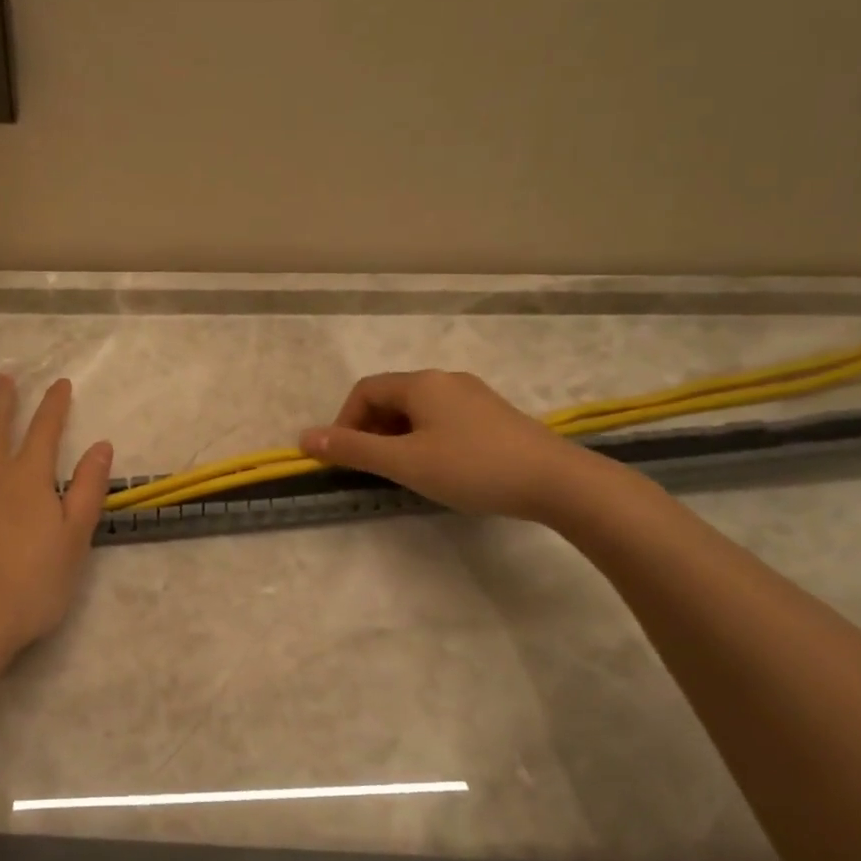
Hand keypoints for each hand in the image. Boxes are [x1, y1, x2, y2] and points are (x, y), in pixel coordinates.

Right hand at [300, 369, 597, 521]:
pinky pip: (443, 418)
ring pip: (418, 410)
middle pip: (391, 397)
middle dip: (371, 430)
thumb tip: (304, 437)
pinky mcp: (493, 415)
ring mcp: (473, 395)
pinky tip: (440, 467)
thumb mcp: (404, 462)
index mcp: (421, 383)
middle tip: (373, 468)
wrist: (557, 481)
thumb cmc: (471, 468)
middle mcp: (445, 380)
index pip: (365, 391)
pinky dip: (425, 438)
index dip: (345, 422)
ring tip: (404, 471)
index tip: (346, 458)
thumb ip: (353, 449)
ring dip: (397, 436)